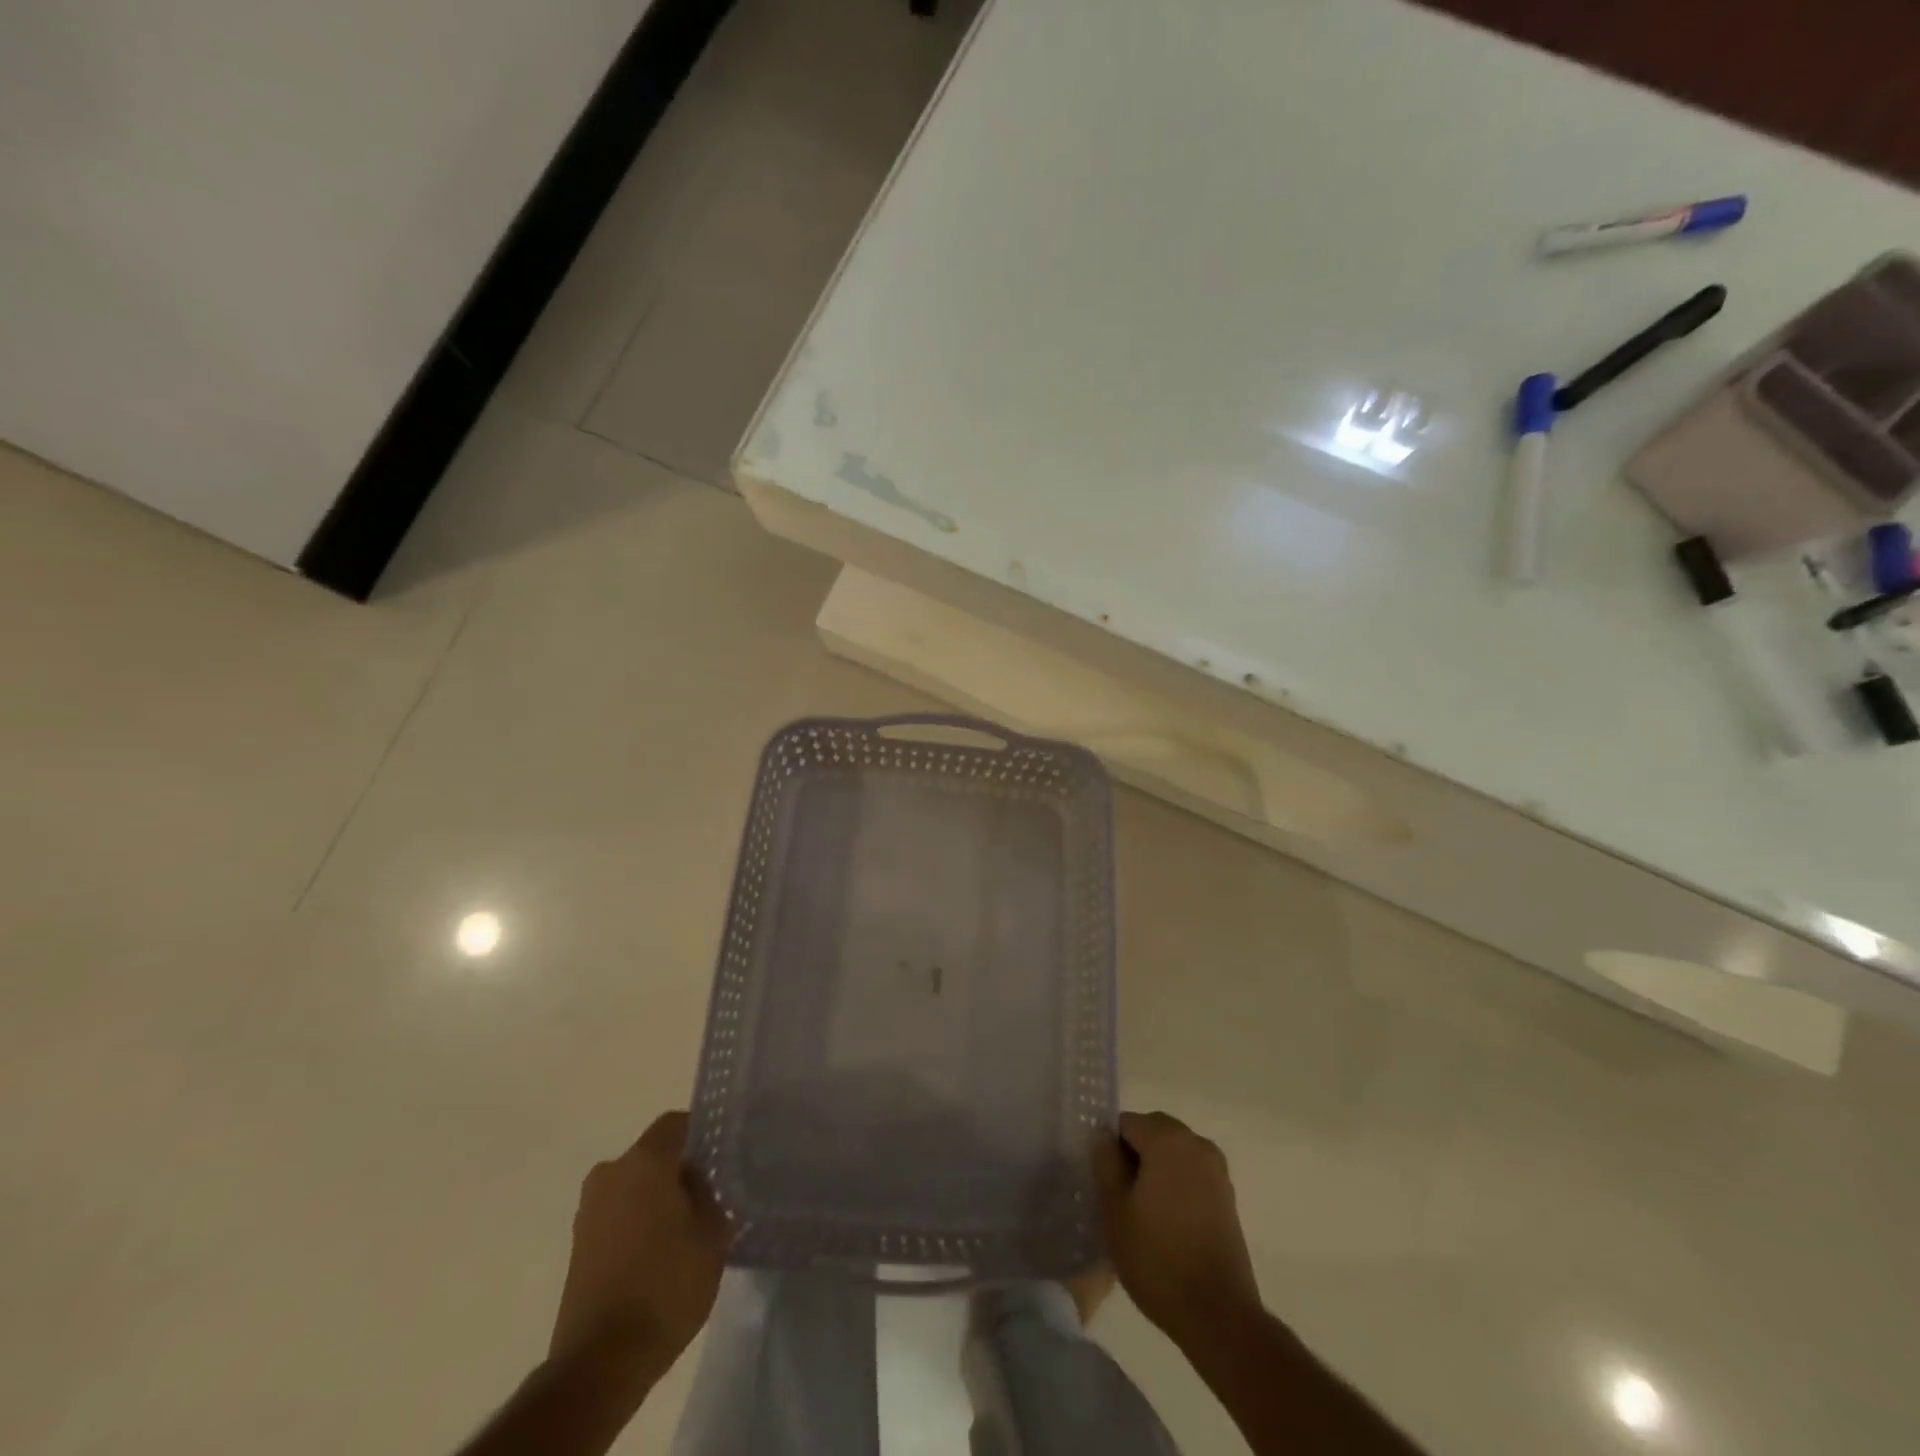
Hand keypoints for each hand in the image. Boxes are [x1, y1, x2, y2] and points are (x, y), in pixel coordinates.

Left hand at [549, 1111, 731, 1381]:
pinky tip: (660, 1251)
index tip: (723, 1156)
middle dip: (681, 1169)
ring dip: (658, 1197)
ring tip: (687, 1226)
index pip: (677, 1124)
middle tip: (711, 1193)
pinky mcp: (578, 1244)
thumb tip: (704, 1182)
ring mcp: (589, 1209)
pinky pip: (618, 1213)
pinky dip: (638, 1221)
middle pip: (654, 1154)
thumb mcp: (712, 1235)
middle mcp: (611, 1172)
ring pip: (634, 1184)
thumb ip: (712, 1195)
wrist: (599, 1361)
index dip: (703, 1134)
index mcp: (645, 1160)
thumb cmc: (665, 1285)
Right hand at [1095, 1111, 1262, 1344]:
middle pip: (1153, 1131)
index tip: (1104, 1182)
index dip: (1110, 1148)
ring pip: (1173, 1152)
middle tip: (1118, 1194)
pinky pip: (1191, 1172)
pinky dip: (1175, 1183)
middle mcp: (1196, 1143)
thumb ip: (1105, 1162)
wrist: (1217, 1315)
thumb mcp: (1114, 1210)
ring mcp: (1217, 1170)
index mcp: (1167, 1139)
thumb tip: (1103, 1134)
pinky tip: (1165, 1221)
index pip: (1126, 1123)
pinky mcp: (1227, 1196)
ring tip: (1140, 1210)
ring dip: (1155, 1168)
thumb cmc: (1157, 1258)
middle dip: (1133, 1154)